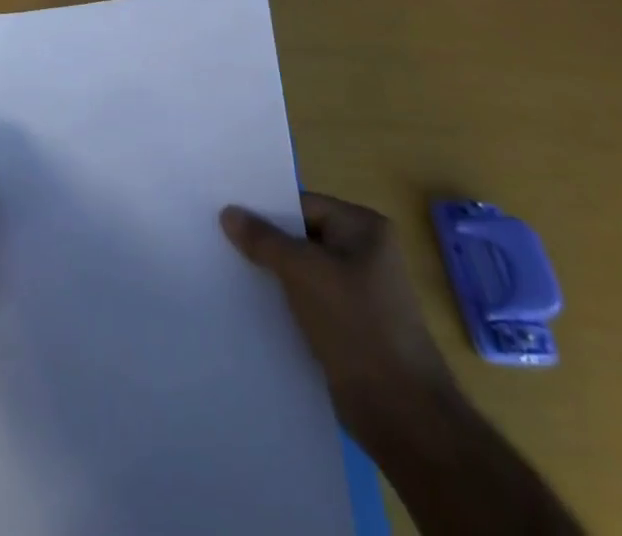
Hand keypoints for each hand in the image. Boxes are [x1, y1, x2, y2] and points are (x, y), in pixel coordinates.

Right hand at [221, 193, 455, 440]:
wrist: (403, 416)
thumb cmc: (357, 326)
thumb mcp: (303, 272)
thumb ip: (263, 239)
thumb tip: (228, 211)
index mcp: (365, 228)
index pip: (303, 205)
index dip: (265, 210)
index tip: (224, 213)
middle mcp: (365, 253)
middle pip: (301, 237)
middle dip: (265, 243)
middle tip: (219, 239)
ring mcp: (359, 292)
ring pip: (302, 272)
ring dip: (272, 275)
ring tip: (227, 271)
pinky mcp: (349, 326)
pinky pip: (308, 301)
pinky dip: (284, 303)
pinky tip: (251, 306)